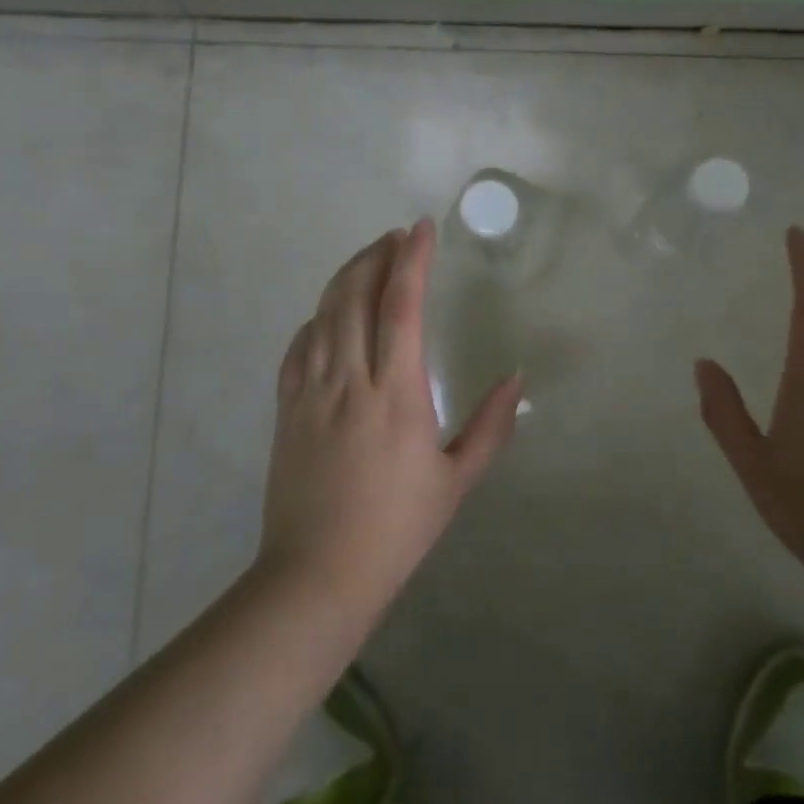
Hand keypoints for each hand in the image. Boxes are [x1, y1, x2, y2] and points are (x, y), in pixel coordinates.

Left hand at [257, 219, 522, 616]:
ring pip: (323, 315)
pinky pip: (298, 348)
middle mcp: (349, 380)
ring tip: (367, 260)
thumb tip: (516, 379)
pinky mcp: (287, 411)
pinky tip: (327, 314)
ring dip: (345, 278)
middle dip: (375, 256)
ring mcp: (311, 393)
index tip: (421, 228)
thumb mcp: (456, 480)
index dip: (411, 261)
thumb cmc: (397, 529)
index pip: (401, 307)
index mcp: (396, 394)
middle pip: (355, 297)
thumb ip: (490, 426)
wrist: (317, 575)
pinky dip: (315, 319)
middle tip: (394, 236)